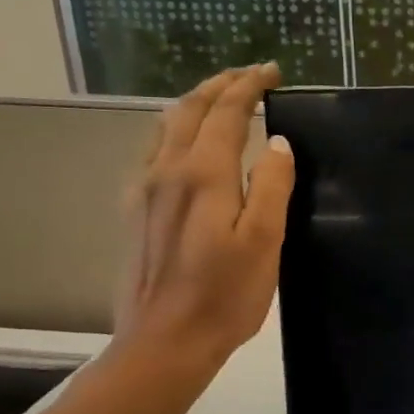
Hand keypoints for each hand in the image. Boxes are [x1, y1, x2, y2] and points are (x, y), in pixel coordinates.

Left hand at [110, 63, 294, 386]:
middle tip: (250, 76)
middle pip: (190, 109)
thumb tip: (278, 143)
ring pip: (165, 125)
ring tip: (220, 99)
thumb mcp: (264, 242)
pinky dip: (173, 129)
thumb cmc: (225, 295)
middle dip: (221, 85)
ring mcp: (145, 189)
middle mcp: (168, 170)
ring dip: (195, 103)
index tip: (272, 71)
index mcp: (204, 174)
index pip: (226, 112)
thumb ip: (272, 186)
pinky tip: (182, 143)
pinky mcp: (135, 210)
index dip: (249, 85)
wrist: (164, 342)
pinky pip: (152, 150)